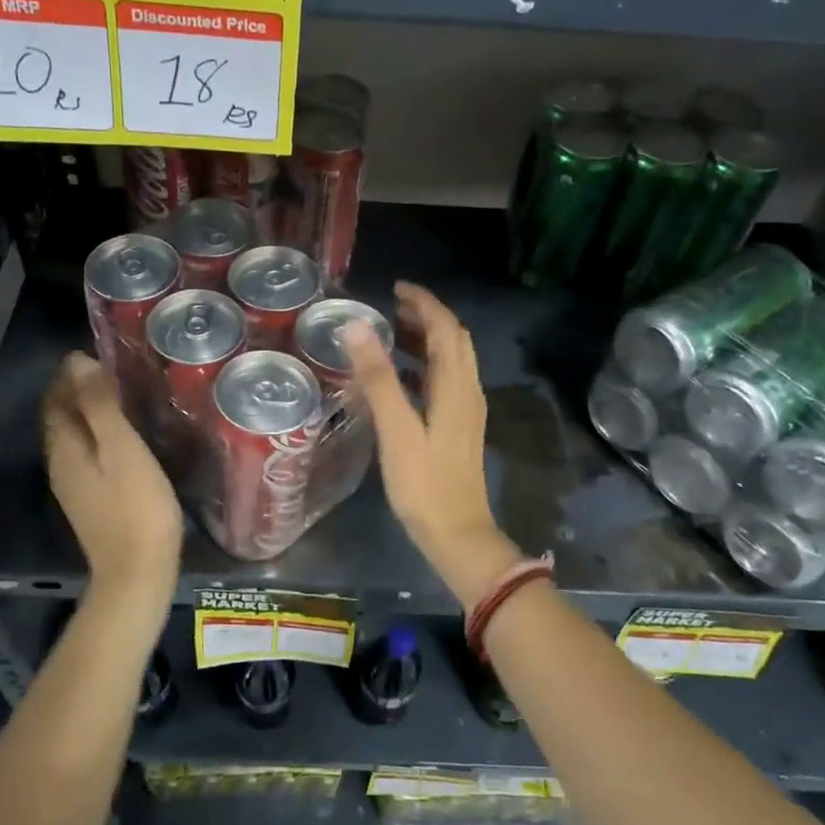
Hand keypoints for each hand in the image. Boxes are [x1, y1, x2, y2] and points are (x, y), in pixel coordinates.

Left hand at [42, 353, 182, 601]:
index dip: (71, 372)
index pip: (56, 397)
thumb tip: (78, 362)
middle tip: (109, 369)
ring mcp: (72, 484)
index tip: (97, 352)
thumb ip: (99, 405)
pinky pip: (84, 454)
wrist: (136, 572)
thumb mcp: (121, 447)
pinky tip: (119, 436)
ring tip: (116, 395)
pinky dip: (94, 434)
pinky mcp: (89, 500)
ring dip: (85, 412)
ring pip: (71, 436)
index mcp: (65, 445)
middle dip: (75, 389)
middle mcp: (60, 462)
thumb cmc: (136, 505)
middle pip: (59, 416)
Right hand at [344, 282, 522, 612]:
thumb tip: (357, 327)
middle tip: (390, 308)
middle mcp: (467, 392)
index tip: (394, 288)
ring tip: (389, 334)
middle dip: (425, 317)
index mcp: (456, 387)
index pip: (447, 328)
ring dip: (425, 341)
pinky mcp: (457, 429)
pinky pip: (443, 383)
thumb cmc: (424, 484)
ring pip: (450, 362)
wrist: (458, 535)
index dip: (424, 303)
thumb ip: (378, 378)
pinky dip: (422, 368)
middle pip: (453, 341)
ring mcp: (465, 412)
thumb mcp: (397, 430)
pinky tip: (398, 379)